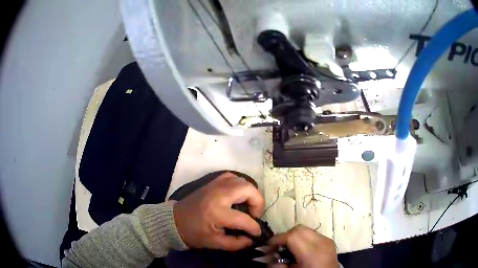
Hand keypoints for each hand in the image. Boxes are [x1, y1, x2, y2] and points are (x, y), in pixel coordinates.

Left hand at [173, 172, 263, 250]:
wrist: (174, 220)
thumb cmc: (193, 233)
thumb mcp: (214, 243)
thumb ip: (236, 243)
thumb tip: (251, 239)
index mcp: (218, 213)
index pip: (245, 219)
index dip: (254, 228)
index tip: (257, 233)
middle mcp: (218, 195)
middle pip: (247, 189)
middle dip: (257, 202)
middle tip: (254, 214)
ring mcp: (214, 185)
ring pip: (241, 180)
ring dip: (249, 192)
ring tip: (248, 205)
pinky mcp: (211, 183)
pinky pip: (231, 177)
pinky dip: (239, 184)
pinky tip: (238, 195)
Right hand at [269, 225, 337, 267]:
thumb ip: (277, 265)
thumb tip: (268, 256)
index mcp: (312, 253)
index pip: (292, 236)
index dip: (277, 239)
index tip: (268, 247)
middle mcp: (322, 243)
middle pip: (299, 229)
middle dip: (285, 236)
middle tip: (277, 248)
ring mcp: (328, 241)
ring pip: (306, 230)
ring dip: (294, 237)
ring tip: (289, 249)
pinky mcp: (330, 242)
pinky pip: (313, 235)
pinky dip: (303, 239)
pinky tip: (300, 250)